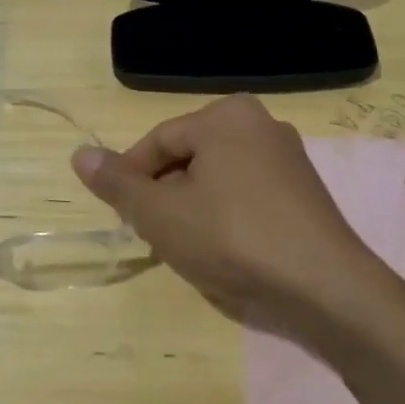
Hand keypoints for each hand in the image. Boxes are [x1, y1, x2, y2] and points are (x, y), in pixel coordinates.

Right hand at [70, 95, 404, 351]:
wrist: (326, 287)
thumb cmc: (233, 239)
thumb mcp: (161, 214)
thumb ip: (117, 183)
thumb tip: (79, 154)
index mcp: (226, 116)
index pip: (158, 141)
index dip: (130, 178)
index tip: (121, 216)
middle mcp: (260, 123)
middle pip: (189, 158)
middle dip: (165, 195)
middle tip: (154, 235)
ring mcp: (289, 158)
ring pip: (217, 179)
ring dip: (193, 209)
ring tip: (188, 248)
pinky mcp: (305, 191)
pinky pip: (247, 194)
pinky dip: (226, 217)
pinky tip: (226, 251)